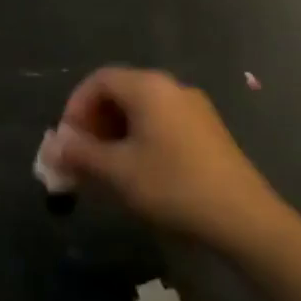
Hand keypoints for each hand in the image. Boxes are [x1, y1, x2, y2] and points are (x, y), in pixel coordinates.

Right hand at [53, 67, 288, 250]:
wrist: (246, 220)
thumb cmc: (174, 186)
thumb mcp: (118, 172)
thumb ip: (81, 154)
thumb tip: (53, 147)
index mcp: (148, 87)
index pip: (98, 80)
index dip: (75, 107)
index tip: (67, 141)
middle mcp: (171, 87)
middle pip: (120, 92)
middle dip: (94, 122)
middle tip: (82, 156)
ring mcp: (194, 108)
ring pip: (141, 110)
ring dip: (115, 133)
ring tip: (106, 168)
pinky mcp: (208, 131)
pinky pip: (161, 122)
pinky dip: (140, 139)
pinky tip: (138, 172)